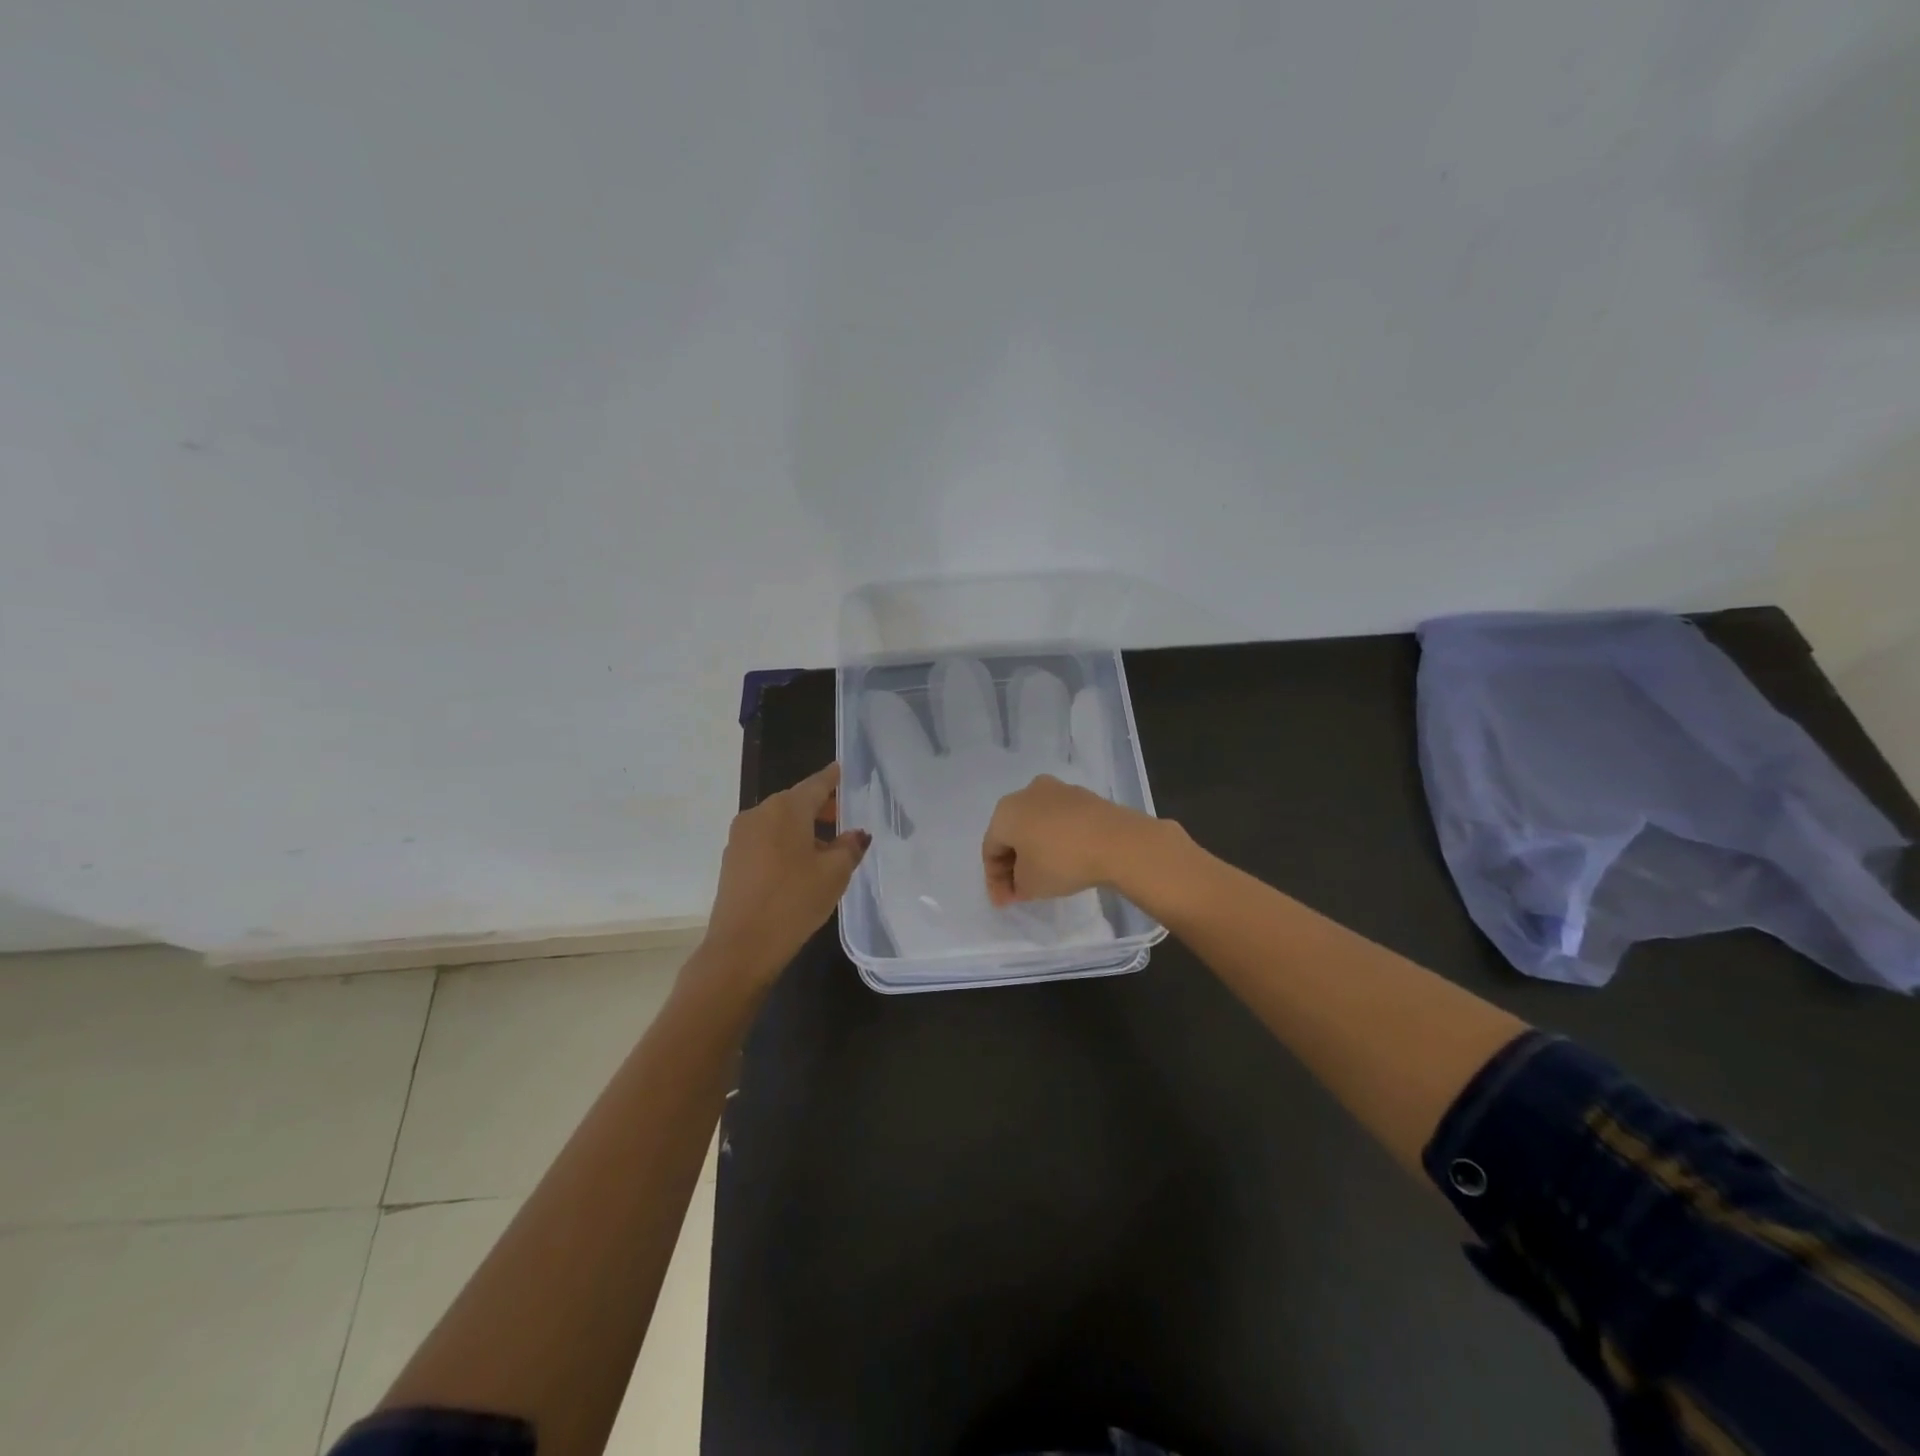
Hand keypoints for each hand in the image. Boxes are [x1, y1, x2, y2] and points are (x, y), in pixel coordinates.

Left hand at [701, 763, 868, 984]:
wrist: (741, 946)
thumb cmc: (794, 901)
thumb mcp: (834, 874)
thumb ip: (849, 847)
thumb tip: (856, 834)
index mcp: (786, 809)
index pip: (816, 784)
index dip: (832, 778)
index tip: (843, 770)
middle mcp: (759, 814)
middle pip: (795, 802)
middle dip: (820, 807)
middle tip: (844, 816)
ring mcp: (741, 836)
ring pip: (779, 822)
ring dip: (803, 828)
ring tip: (827, 847)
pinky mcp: (732, 859)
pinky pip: (765, 840)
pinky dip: (785, 843)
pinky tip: (801, 865)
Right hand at [981, 774, 1169, 905]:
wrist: (1117, 841)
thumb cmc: (1061, 861)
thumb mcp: (1030, 885)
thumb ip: (1016, 885)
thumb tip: (1020, 881)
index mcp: (1005, 812)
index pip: (990, 849)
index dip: (994, 880)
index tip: (1005, 903)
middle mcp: (1027, 793)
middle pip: (1012, 832)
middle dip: (1013, 862)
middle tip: (1020, 890)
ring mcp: (1058, 790)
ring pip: (1037, 824)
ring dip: (1036, 848)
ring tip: (1045, 874)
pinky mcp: (1084, 796)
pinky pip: (1061, 821)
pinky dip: (1058, 839)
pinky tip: (1068, 858)